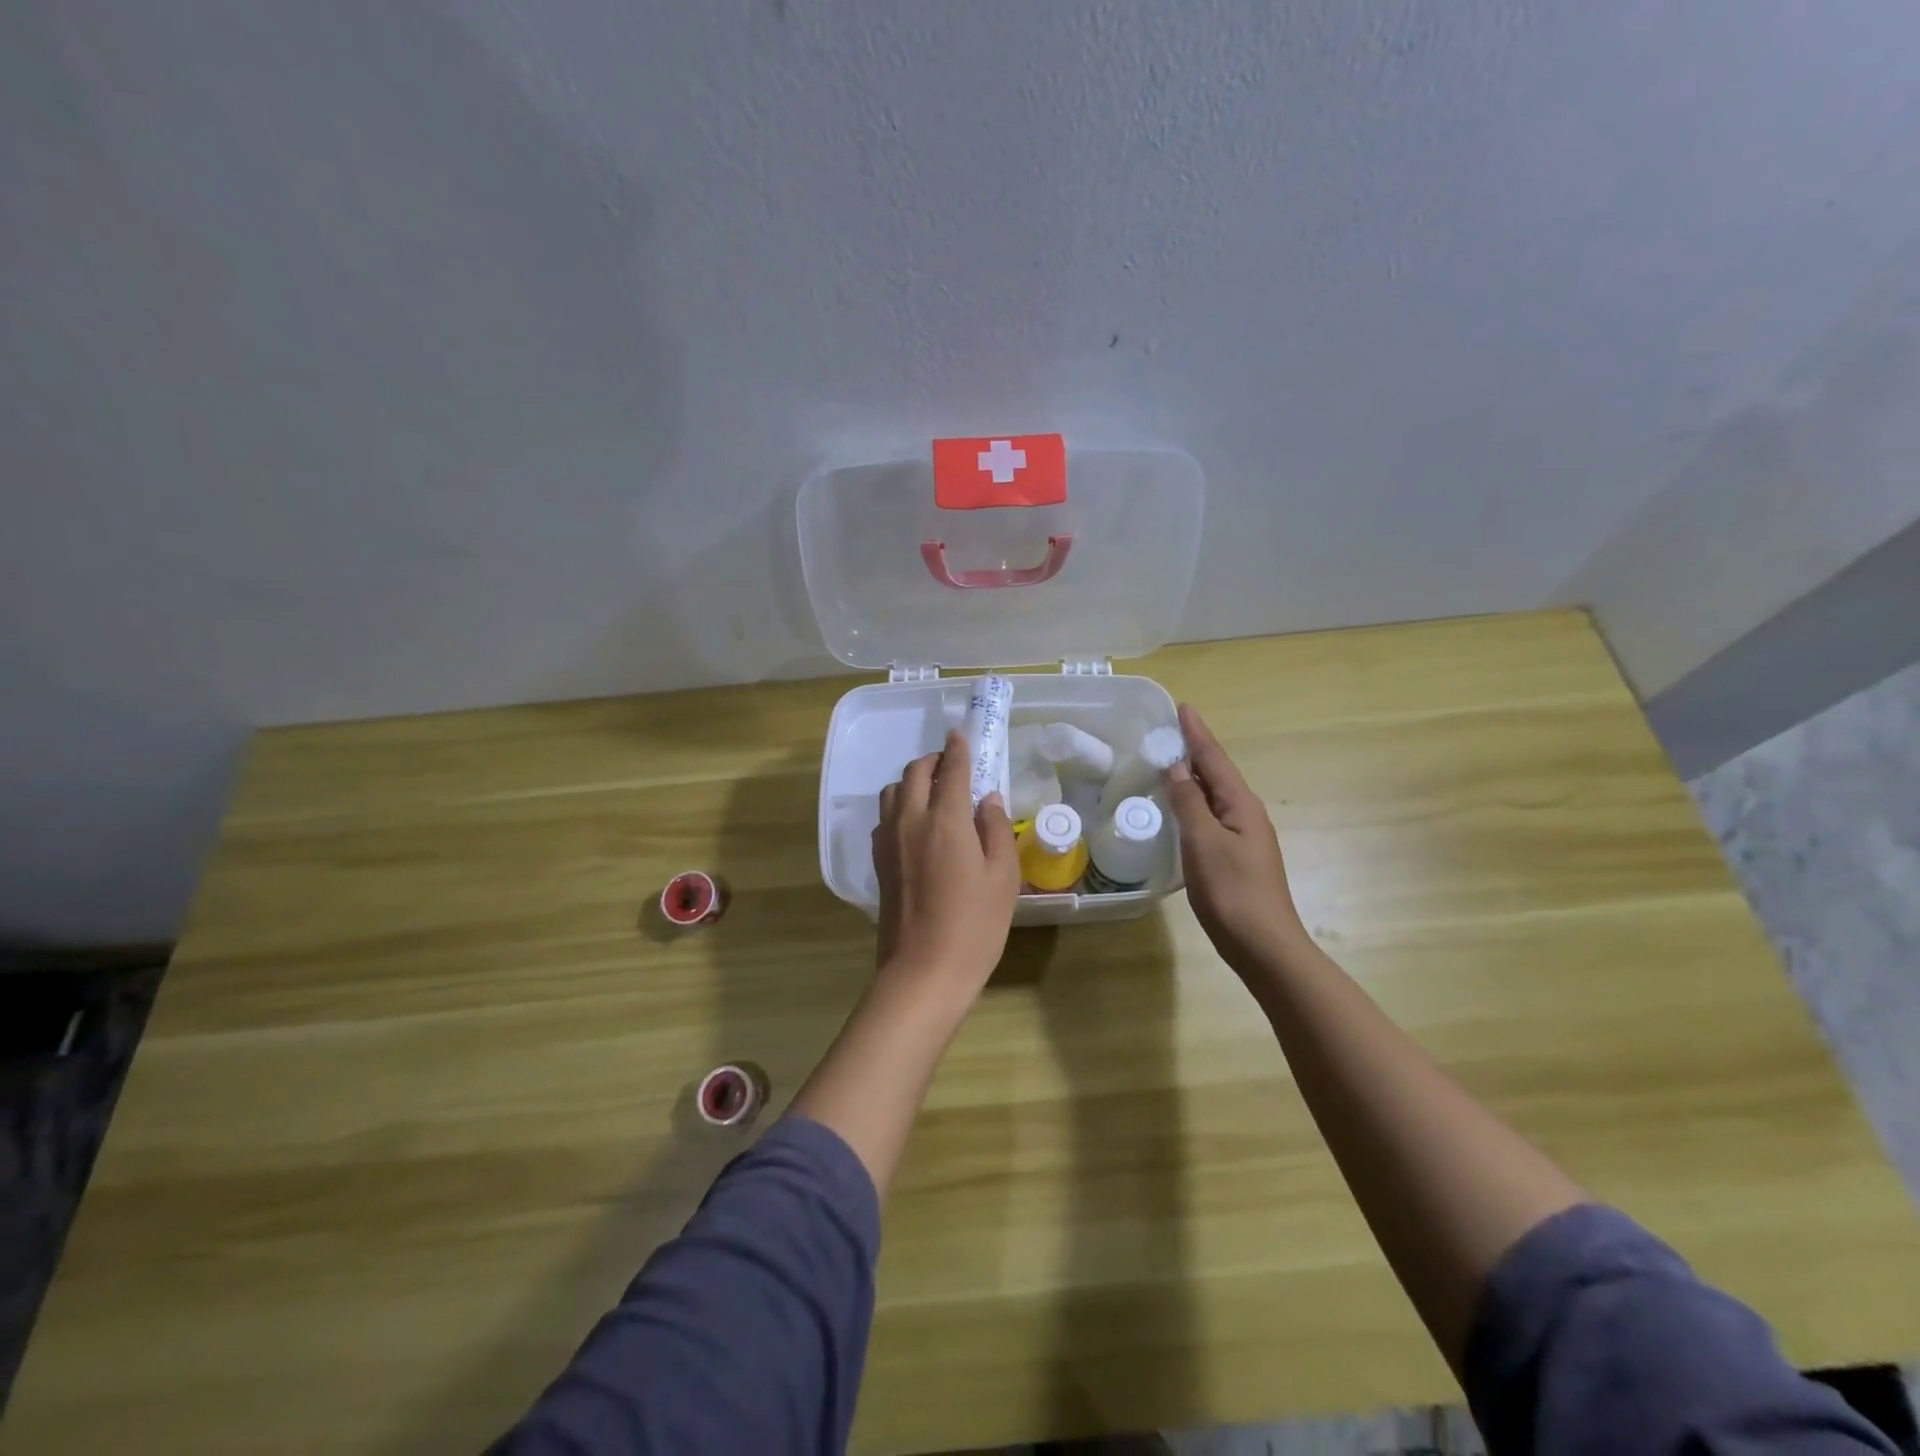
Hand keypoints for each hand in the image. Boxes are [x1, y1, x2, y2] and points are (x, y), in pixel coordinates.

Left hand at [872, 730, 1020, 1009]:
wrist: (924, 971)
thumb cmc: (975, 925)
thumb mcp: (1003, 877)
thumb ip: (996, 829)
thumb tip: (987, 799)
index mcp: (945, 819)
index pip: (951, 769)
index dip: (958, 748)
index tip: (961, 734)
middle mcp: (910, 820)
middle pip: (914, 773)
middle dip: (933, 761)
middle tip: (953, 766)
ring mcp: (888, 840)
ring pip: (893, 792)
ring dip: (912, 781)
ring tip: (934, 794)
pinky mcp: (878, 861)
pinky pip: (885, 817)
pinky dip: (900, 806)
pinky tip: (916, 825)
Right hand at [1165, 703, 1308, 971]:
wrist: (1264, 946)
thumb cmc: (1232, 891)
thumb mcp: (1203, 842)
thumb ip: (1188, 802)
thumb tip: (1176, 766)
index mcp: (1241, 804)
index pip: (1214, 758)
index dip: (1196, 733)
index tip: (1183, 706)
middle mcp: (1246, 814)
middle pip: (1217, 773)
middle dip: (1194, 750)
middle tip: (1169, 731)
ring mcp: (1243, 837)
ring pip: (1214, 795)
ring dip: (1193, 776)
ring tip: (1169, 762)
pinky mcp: (1236, 857)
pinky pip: (1211, 816)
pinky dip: (1194, 802)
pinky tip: (1180, 809)